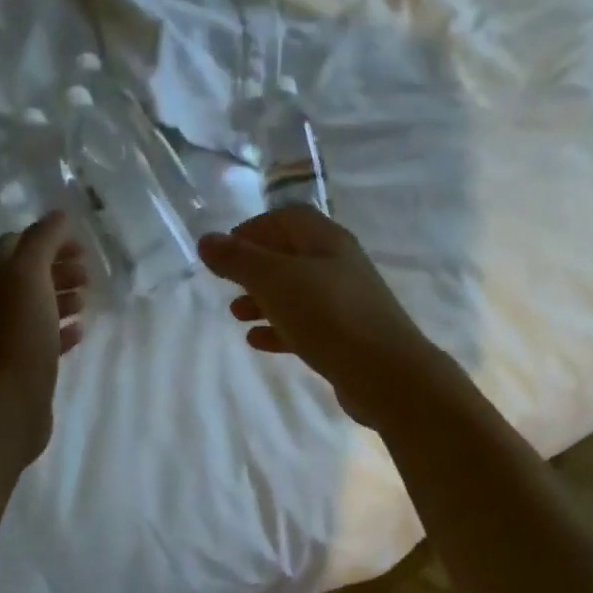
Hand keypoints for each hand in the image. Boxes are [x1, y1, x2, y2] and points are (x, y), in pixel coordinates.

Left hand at [0, 210, 86, 464]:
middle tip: (88, 274)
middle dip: (58, 268)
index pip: (16, 243)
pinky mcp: (21, 362)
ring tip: (87, 301)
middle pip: (28, 273)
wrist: (6, 404)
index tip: (80, 246)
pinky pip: (43, 336)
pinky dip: (62, 328)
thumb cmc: (19, 336)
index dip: (48, 239)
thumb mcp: (30, 277)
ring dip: (62, 296)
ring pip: (37, 304)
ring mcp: (5, 334)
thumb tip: (58, 215)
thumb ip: (43, 241)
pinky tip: (80, 331)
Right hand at [197, 206, 451, 428]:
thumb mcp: (275, 281)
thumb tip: (207, 240)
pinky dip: (280, 328)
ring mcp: (346, 302)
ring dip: (264, 299)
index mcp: (327, 241)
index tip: (224, 250)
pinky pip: (307, 325)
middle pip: (291, 255)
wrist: (385, 374)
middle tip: (228, 283)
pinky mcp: (347, 337)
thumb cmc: (328, 316)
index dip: (253, 228)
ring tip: (236, 315)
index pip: (287, 218)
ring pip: (297, 292)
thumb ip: (238, 260)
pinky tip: (258, 341)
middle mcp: (340, 265)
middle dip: (255, 267)